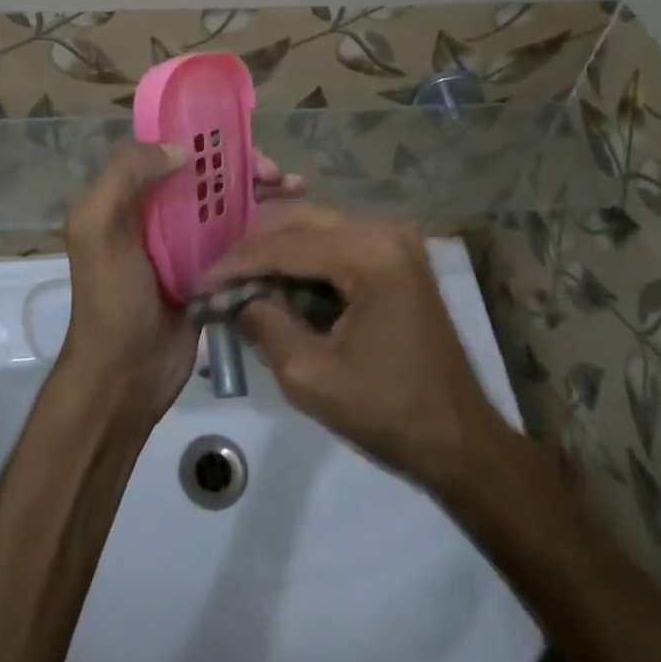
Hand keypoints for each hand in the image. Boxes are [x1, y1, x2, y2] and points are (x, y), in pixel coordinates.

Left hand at [60, 143, 307, 426]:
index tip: (243, 142)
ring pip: (228, 203)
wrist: (125, 376)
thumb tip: (181, 149)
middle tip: (278, 174)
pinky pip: (241, 239)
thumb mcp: (98, 228)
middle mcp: (158, 212)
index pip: (171, 149)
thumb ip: (125, 176)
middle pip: (207, 175)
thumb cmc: (111, 299)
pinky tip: (295, 224)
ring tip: (297, 189)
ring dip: (261, 192)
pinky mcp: (212, 271)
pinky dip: (265, 226)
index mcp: (128, 196)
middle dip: (244, 166)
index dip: (208, 139)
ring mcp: (187, 243)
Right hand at [204, 207, 501, 491]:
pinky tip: (277, 280)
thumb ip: (264, 325)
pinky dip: (304, 258)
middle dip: (255, 247)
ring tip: (240, 278)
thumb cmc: (387, 412)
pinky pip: (337, 241)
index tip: (199, 282)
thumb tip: (232, 298)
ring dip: (277, 249)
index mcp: (370, 254)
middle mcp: (385, 230)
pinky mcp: (397, 255)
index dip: (237, 262)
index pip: (286, 244)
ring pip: (317, 226)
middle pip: (301, 220)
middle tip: (217, 276)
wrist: (460, 440)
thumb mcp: (309, 376)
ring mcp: (396, 239)